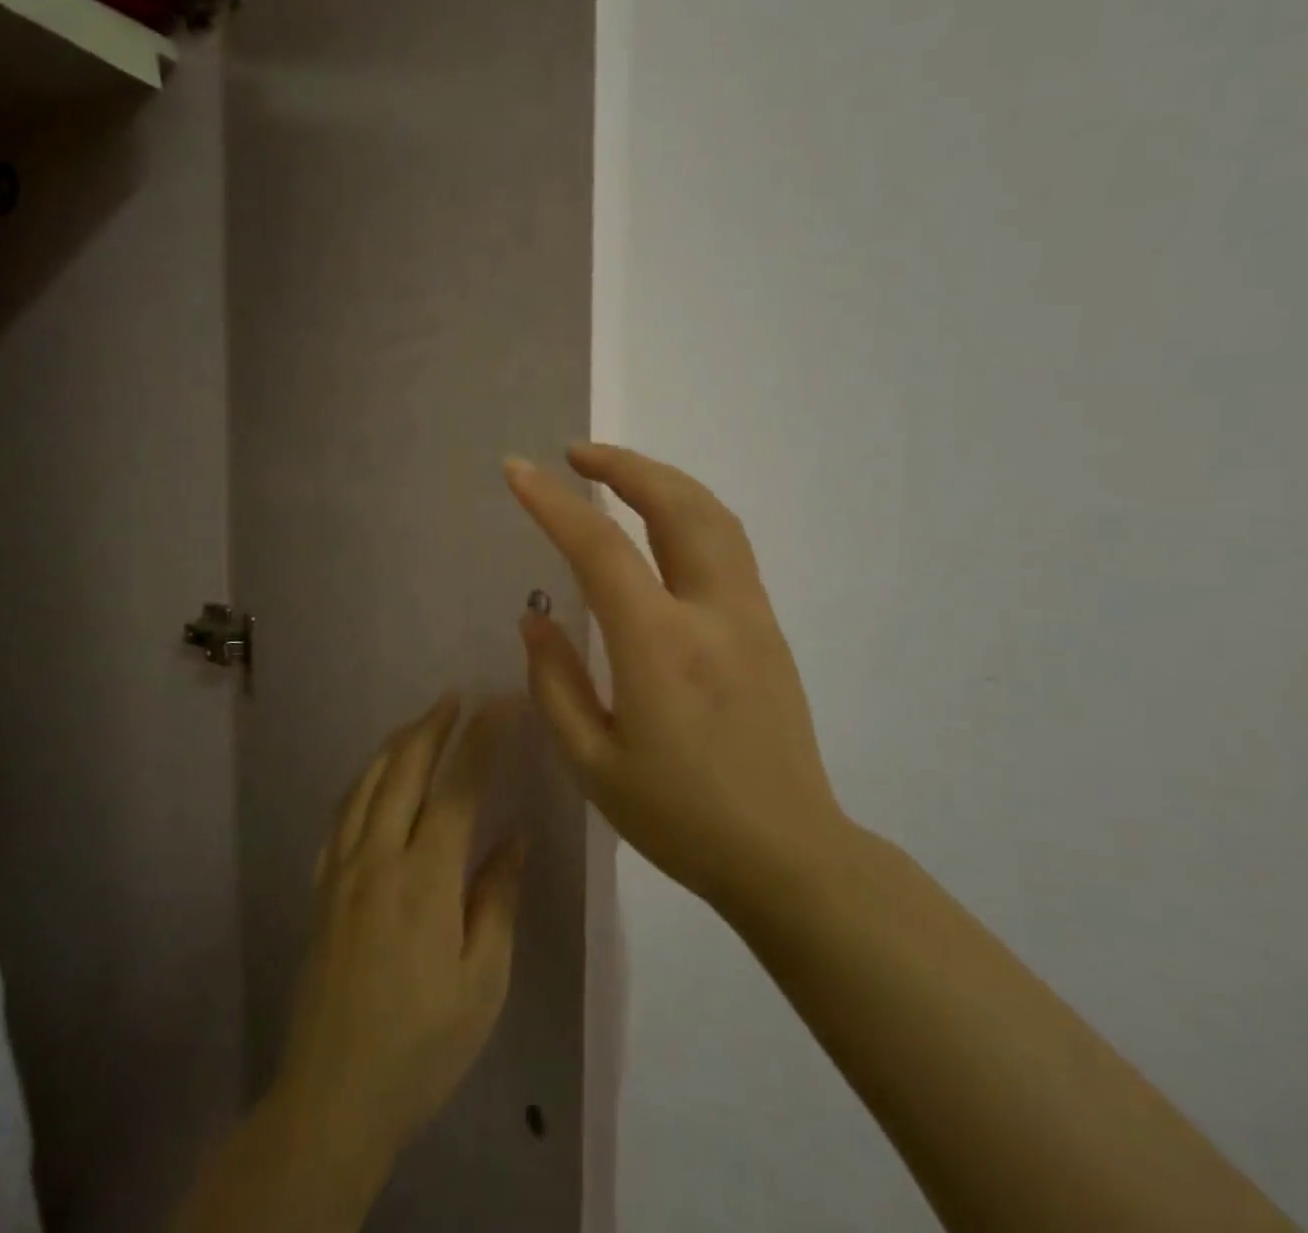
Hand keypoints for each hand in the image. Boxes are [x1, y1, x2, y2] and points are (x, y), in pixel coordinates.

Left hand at [275, 694, 526, 1167]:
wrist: (333, 1094)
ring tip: (420, 723)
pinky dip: (362, 781)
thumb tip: (513, 838)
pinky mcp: (321, 887)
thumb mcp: (481, 982)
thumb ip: (497, 900)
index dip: (480, 740)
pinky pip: (340, 814)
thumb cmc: (423, 1043)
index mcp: (424, 878)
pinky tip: (373, 778)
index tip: (500, 705)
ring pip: (366, 783)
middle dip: (432, 726)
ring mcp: (341, 869)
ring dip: (395, 744)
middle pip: (403, 769)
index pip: (457, 787)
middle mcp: (378, 858)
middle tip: (457, 698)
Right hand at [505, 444, 844, 908]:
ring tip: (616, 474)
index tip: (518, 471)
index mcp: (659, 647)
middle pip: (675, 504)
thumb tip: (536, 620)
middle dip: (623, 465)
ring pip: (712, 515)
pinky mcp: (768, 626)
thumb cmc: (680, 818)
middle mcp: (711, 612)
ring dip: (661, 479)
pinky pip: (728, 543)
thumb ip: (554, 683)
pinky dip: (688, 510)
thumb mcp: (593, 764)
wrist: (789, 854)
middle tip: (575, 453)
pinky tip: (661, 522)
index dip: (553, 502)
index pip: (600, 548)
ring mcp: (750, 614)